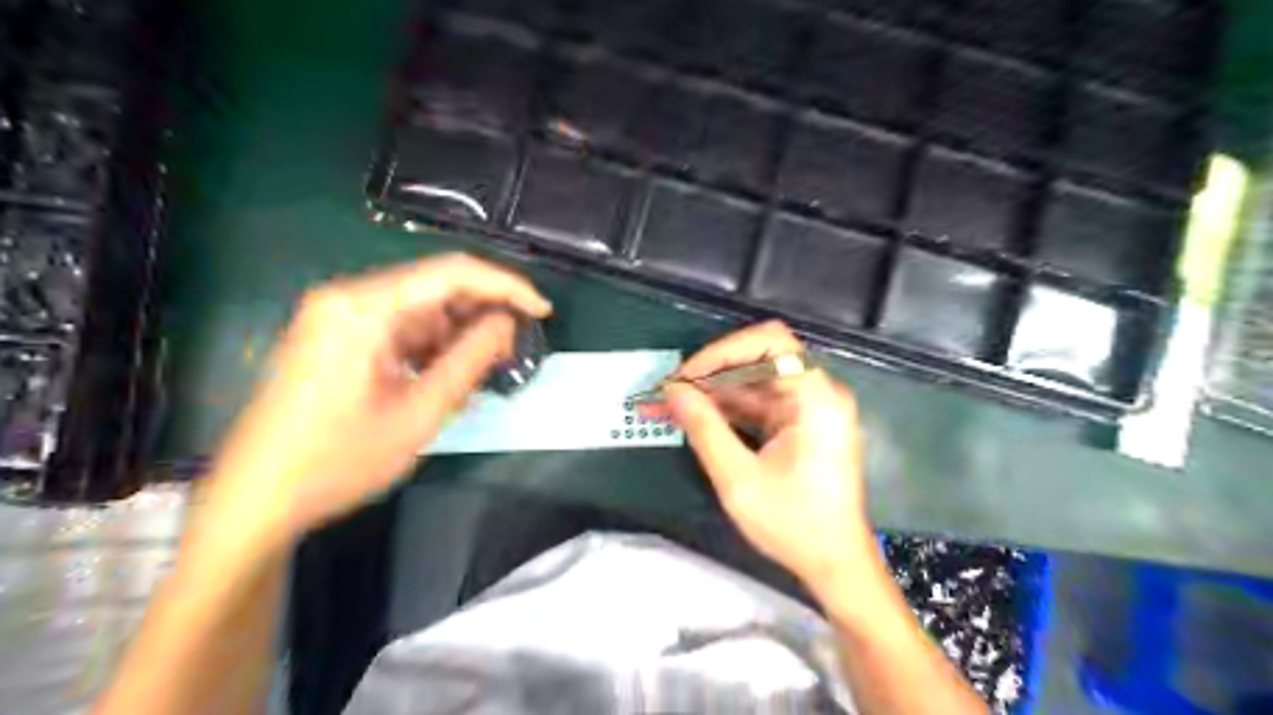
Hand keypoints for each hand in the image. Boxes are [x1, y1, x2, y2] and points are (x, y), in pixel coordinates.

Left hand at [191, 255, 550, 554]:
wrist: (257, 498)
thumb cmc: (338, 460)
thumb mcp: (420, 412)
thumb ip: (470, 359)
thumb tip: (506, 324)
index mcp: (363, 307)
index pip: (453, 272)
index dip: (506, 287)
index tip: (543, 311)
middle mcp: (347, 298)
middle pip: (435, 286)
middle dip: (482, 314)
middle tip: (514, 349)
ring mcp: (337, 316)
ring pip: (419, 308)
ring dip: (456, 334)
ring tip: (481, 372)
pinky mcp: (335, 336)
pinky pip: (398, 326)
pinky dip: (430, 346)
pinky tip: (444, 377)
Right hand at [667, 322, 877, 590]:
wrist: (836, 565)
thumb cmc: (794, 524)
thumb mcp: (739, 479)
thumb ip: (704, 428)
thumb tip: (672, 391)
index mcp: (815, 398)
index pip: (770, 342)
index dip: (723, 350)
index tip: (687, 376)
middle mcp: (817, 393)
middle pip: (758, 360)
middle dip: (709, 374)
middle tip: (669, 394)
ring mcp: (809, 409)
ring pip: (753, 383)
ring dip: (712, 394)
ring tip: (668, 407)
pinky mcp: (800, 425)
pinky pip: (758, 405)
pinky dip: (726, 411)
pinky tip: (693, 420)